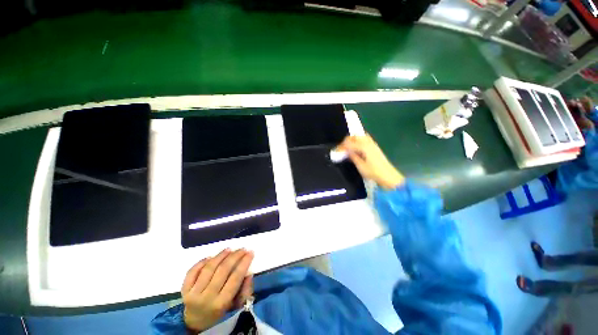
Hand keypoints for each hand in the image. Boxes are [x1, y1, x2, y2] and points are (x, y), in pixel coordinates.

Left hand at [181, 248, 253, 332]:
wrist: (195, 321)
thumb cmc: (220, 311)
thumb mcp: (236, 304)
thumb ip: (245, 289)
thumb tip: (249, 272)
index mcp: (221, 303)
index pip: (235, 278)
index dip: (244, 263)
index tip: (250, 252)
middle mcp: (207, 297)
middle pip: (222, 270)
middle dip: (235, 256)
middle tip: (242, 249)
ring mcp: (193, 293)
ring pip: (209, 268)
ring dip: (220, 255)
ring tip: (229, 249)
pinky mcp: (184, 289)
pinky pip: (193, 271)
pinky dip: (202, 261)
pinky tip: (211, 256)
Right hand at [336, 134, 404, 189]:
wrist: (388, 176)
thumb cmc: (373, 172)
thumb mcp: (360, 166)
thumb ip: (353, 157)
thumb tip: (346, 151)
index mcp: (364, 147)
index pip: (349, 143)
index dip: (341, 147)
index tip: (336, 152)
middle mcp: (368, 142)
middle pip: (354, 136)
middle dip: (346, 141)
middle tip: (341, 149)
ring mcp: (372, 144)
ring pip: (360, 136)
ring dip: (352, 140)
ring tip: (348, 148)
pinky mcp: (374, 147)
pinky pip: (364, 139)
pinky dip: (357, 141)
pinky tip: (356, 149)